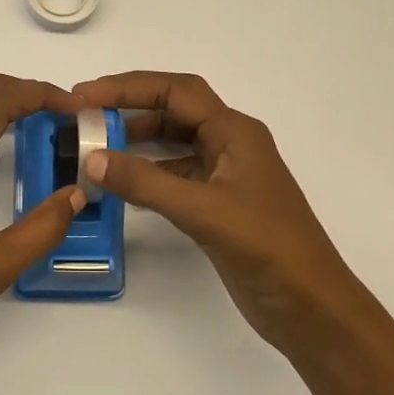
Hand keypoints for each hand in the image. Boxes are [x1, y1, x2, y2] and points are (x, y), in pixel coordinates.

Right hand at [73, 71, 372, 359]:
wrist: (310, 306)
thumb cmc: (267, 248)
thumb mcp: (203, 210)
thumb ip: (146, 182)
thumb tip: (92, 158)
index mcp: (235, 132)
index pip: (176, 92)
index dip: (128, 88)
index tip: (85, 95)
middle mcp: (230, 144)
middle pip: (174, 111)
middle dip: (130, 107)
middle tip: (84, 114)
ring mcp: (225, 175)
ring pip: (173, 143)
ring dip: (137, 140)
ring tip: (95, 144)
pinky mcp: (217, 204)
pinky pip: (175, 174)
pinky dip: (147, 173)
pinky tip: (122, 183)